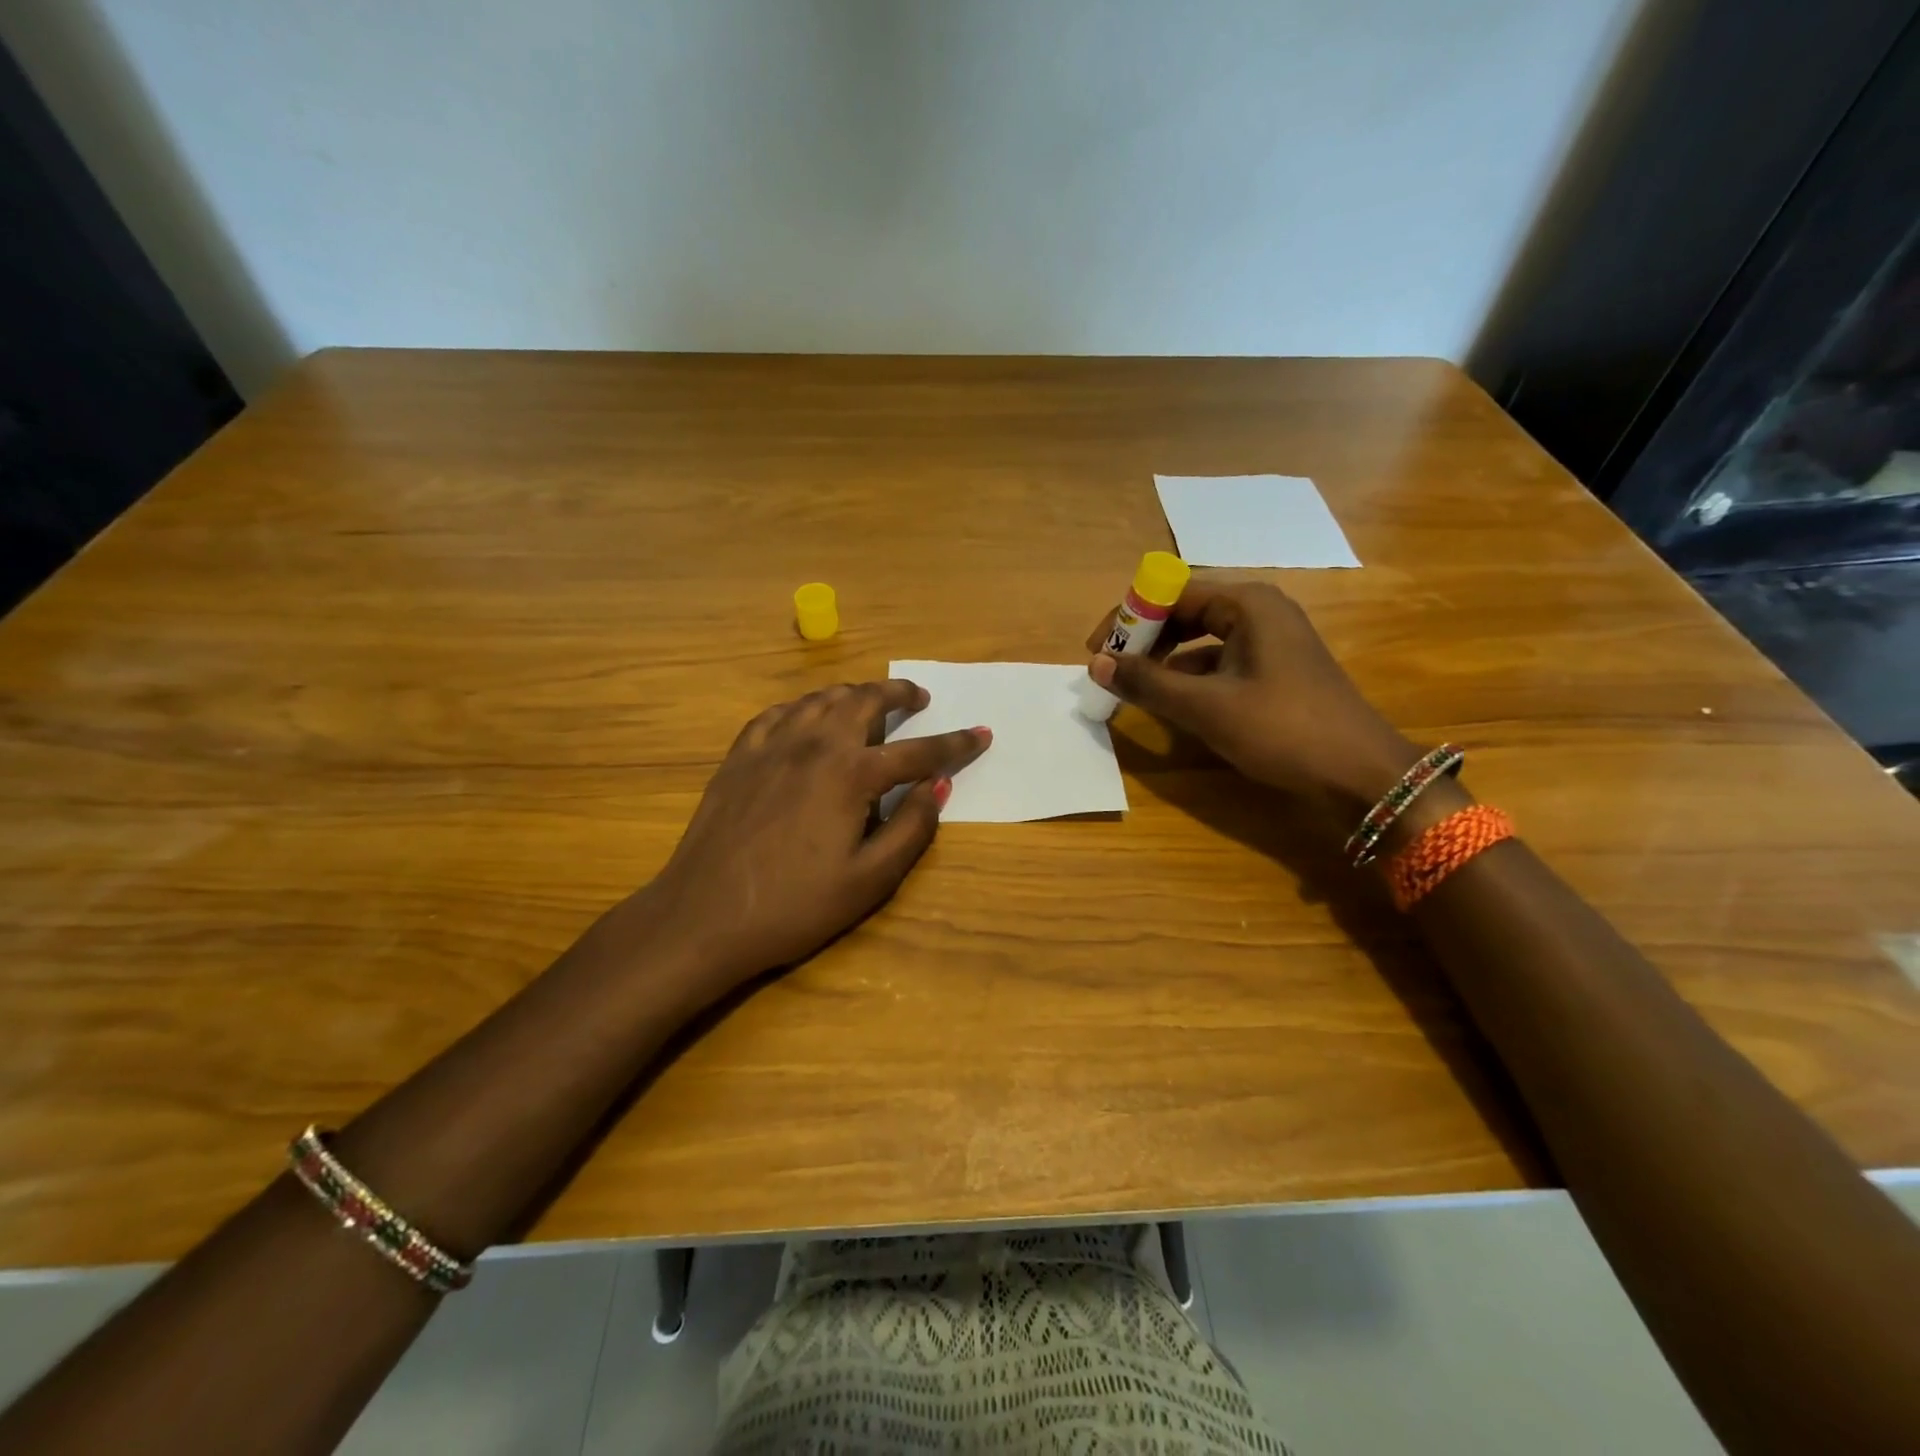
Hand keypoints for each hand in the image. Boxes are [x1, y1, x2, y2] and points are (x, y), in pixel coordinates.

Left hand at [621, 680, 988, 1006]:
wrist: (703, 917)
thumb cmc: (795, 906)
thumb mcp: (869, 880)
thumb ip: (910, 828)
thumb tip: (937, 786)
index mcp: (851, 774)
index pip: (917, 751)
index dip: (955, 744)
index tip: (981, 732)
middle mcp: (814, 745)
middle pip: (864, 701)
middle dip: (898, 693)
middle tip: (918, 698)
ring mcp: (771, 746)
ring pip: (820, 698)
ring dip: (853, 693)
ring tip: (869, 702)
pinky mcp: (739, 756)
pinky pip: (778, 713)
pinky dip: (804, 707)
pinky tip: (806, 717)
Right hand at [1087, 582, 1421, 820]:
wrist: (1360, 774)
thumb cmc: (1282, 730)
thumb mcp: (1206, 707)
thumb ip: (1147, 683)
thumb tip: (1096, 664)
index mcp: (1247, 603)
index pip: (1171, 591)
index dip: (1128, 617)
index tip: (1097, 650)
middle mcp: (1259, 611)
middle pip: (1185, 611)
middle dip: (1144, 638)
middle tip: (1110, 669)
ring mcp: (1270, 640)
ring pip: (1200, 638)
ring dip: (1164, 660)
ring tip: (1133, 688)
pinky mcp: (1274, 669)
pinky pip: (1218, 661)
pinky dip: (1189, 677)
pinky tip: (1171, 703)